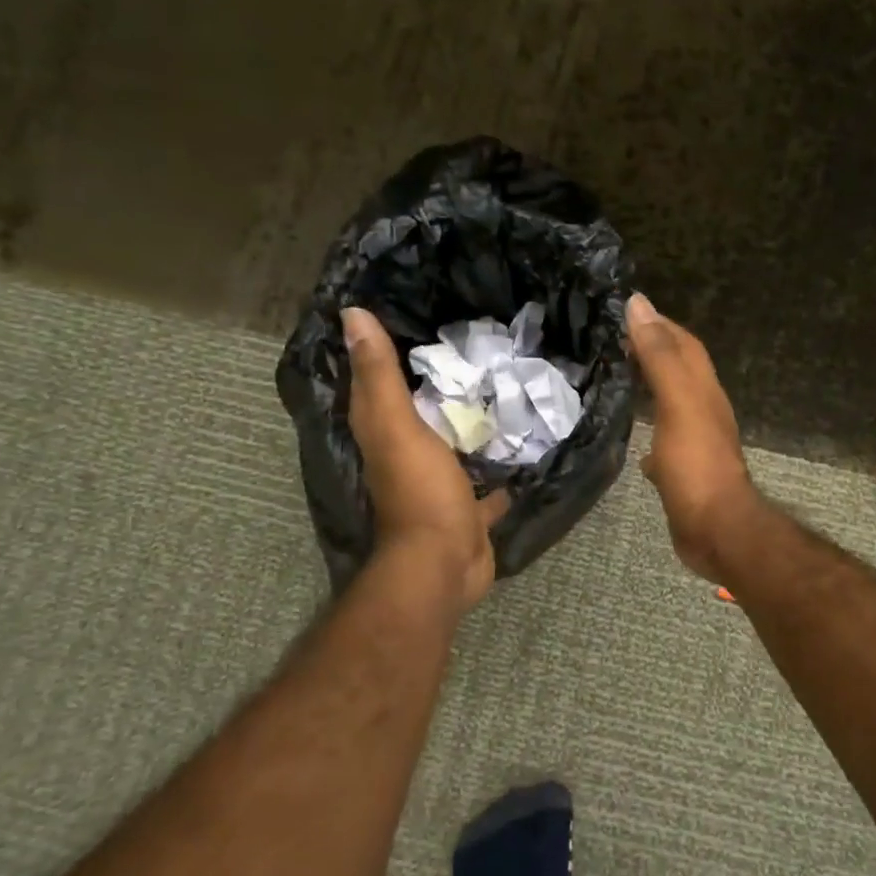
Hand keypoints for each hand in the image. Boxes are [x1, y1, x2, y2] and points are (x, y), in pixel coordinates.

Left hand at [344, 307, 507, 609]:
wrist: (444, 563)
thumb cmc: (420, 490)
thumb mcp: (396, 425)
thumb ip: (379, 374)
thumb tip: (350, 313)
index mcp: (383, 433)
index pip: (375, 383)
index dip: (383, 350)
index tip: (409, 312)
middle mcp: (405, 456)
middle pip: (417, 411)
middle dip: (436, 385)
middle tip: (471, 346)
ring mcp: (438, 484)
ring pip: (452, 445)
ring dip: (468, 425)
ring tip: (502, 388)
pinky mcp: (467, 507)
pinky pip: (484, 480)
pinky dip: (499, 466)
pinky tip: (524, 445)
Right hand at [625, 294, 758, 578]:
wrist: (715, 529)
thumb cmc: (695, 464)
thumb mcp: (677, 402)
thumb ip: (660, 355)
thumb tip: (640, 303)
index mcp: (702, 389)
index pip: (683, 343)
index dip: (658, 324)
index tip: (624, 311)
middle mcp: (702, 409)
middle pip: (678, 369)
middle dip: (651, 350)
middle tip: (612, 341)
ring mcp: (693, 441)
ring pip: (670, 402)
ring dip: (648, 386)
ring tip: (614, 377)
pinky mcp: (682, 470)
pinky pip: (663, 439)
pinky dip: (647, 429)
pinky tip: (629, 435)